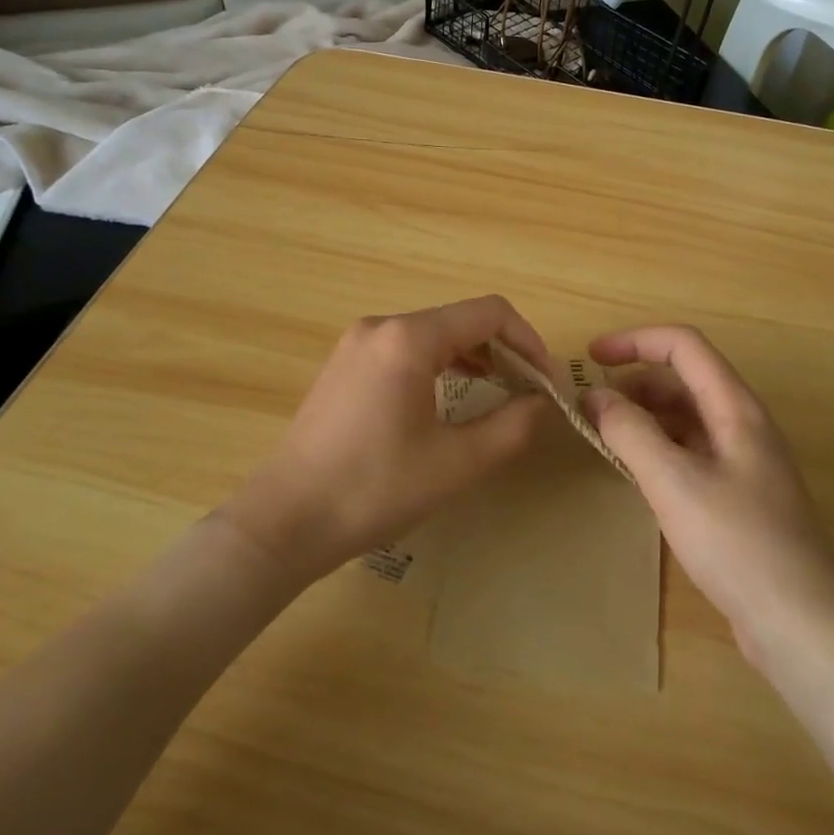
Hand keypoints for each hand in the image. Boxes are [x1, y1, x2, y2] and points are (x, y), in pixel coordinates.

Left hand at [222, 296, 552, 583]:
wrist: (286, 521)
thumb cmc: (375, 489)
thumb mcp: (457, 463)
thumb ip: (513, 426)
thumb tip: (544, 402)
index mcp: (409, 339)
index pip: (490, 313)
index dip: (529, 342)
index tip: (547, 383)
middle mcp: (382, 326)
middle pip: (462, 320)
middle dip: (504, 350)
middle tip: (529, 392)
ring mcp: (358, 344)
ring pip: (434, 333)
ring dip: (474, 357)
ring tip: (500, 392)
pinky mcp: (345, 365)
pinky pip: (407, 349)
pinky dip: (441, 364)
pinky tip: (454, 395)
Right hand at [581, 325, 833, 666]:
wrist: (802, 626)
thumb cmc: (738, 543)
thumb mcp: (674, 482)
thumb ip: (631, 432)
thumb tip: (597, 397)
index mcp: (736, 408)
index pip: (684, 346)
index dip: (635, 341)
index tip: (590, 358)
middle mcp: (742, 425)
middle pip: (684, 380)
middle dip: (634, 383)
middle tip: (589, 408)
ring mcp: (743, 462)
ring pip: (686, 418)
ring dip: (644, 418)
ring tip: (604, 438)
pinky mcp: (738, 496)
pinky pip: (690, 452)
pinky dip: (658, 450)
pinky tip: (635, 474)